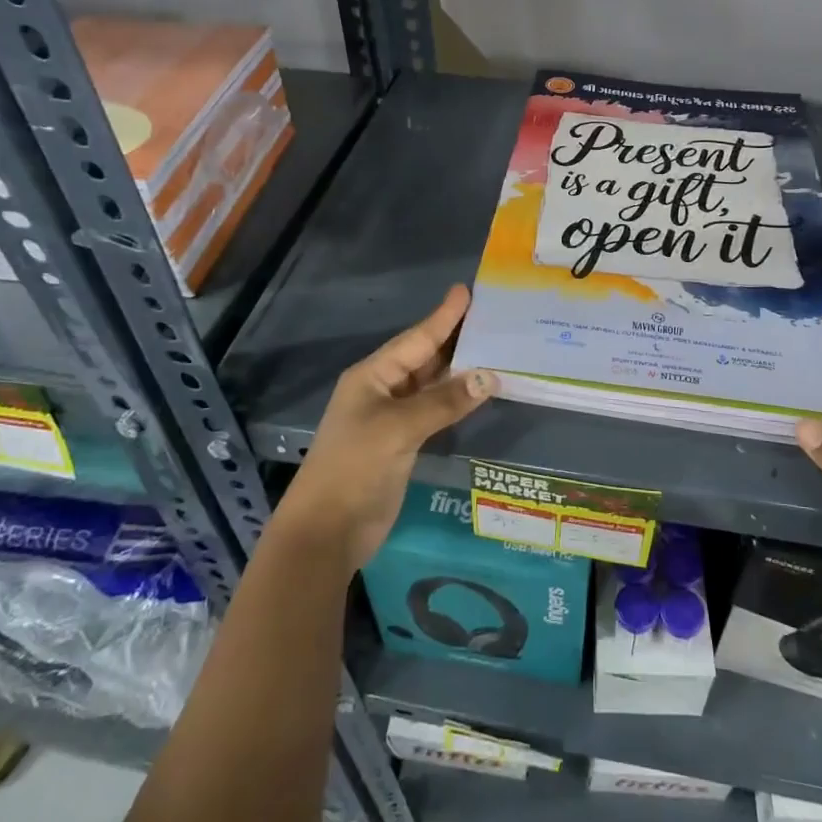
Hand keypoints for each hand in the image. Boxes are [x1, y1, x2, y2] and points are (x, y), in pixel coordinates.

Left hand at [276, 285, 496, 571]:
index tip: (466, 291)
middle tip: (491, 316)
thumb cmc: (355, 467)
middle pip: (424, 357)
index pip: (415, 339)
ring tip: (494, 347)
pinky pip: (435, 410)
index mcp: (372, 376)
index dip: (443, 316)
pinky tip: (478, 392)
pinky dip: (456, 400)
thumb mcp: (398, 429)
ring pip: (432, 384)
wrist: (327, 530)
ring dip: (460, 370)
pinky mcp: (402, 443)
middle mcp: (382, 390)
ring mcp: (392, 418)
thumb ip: (443, 402)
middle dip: (455, 338)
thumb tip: (489, 377)